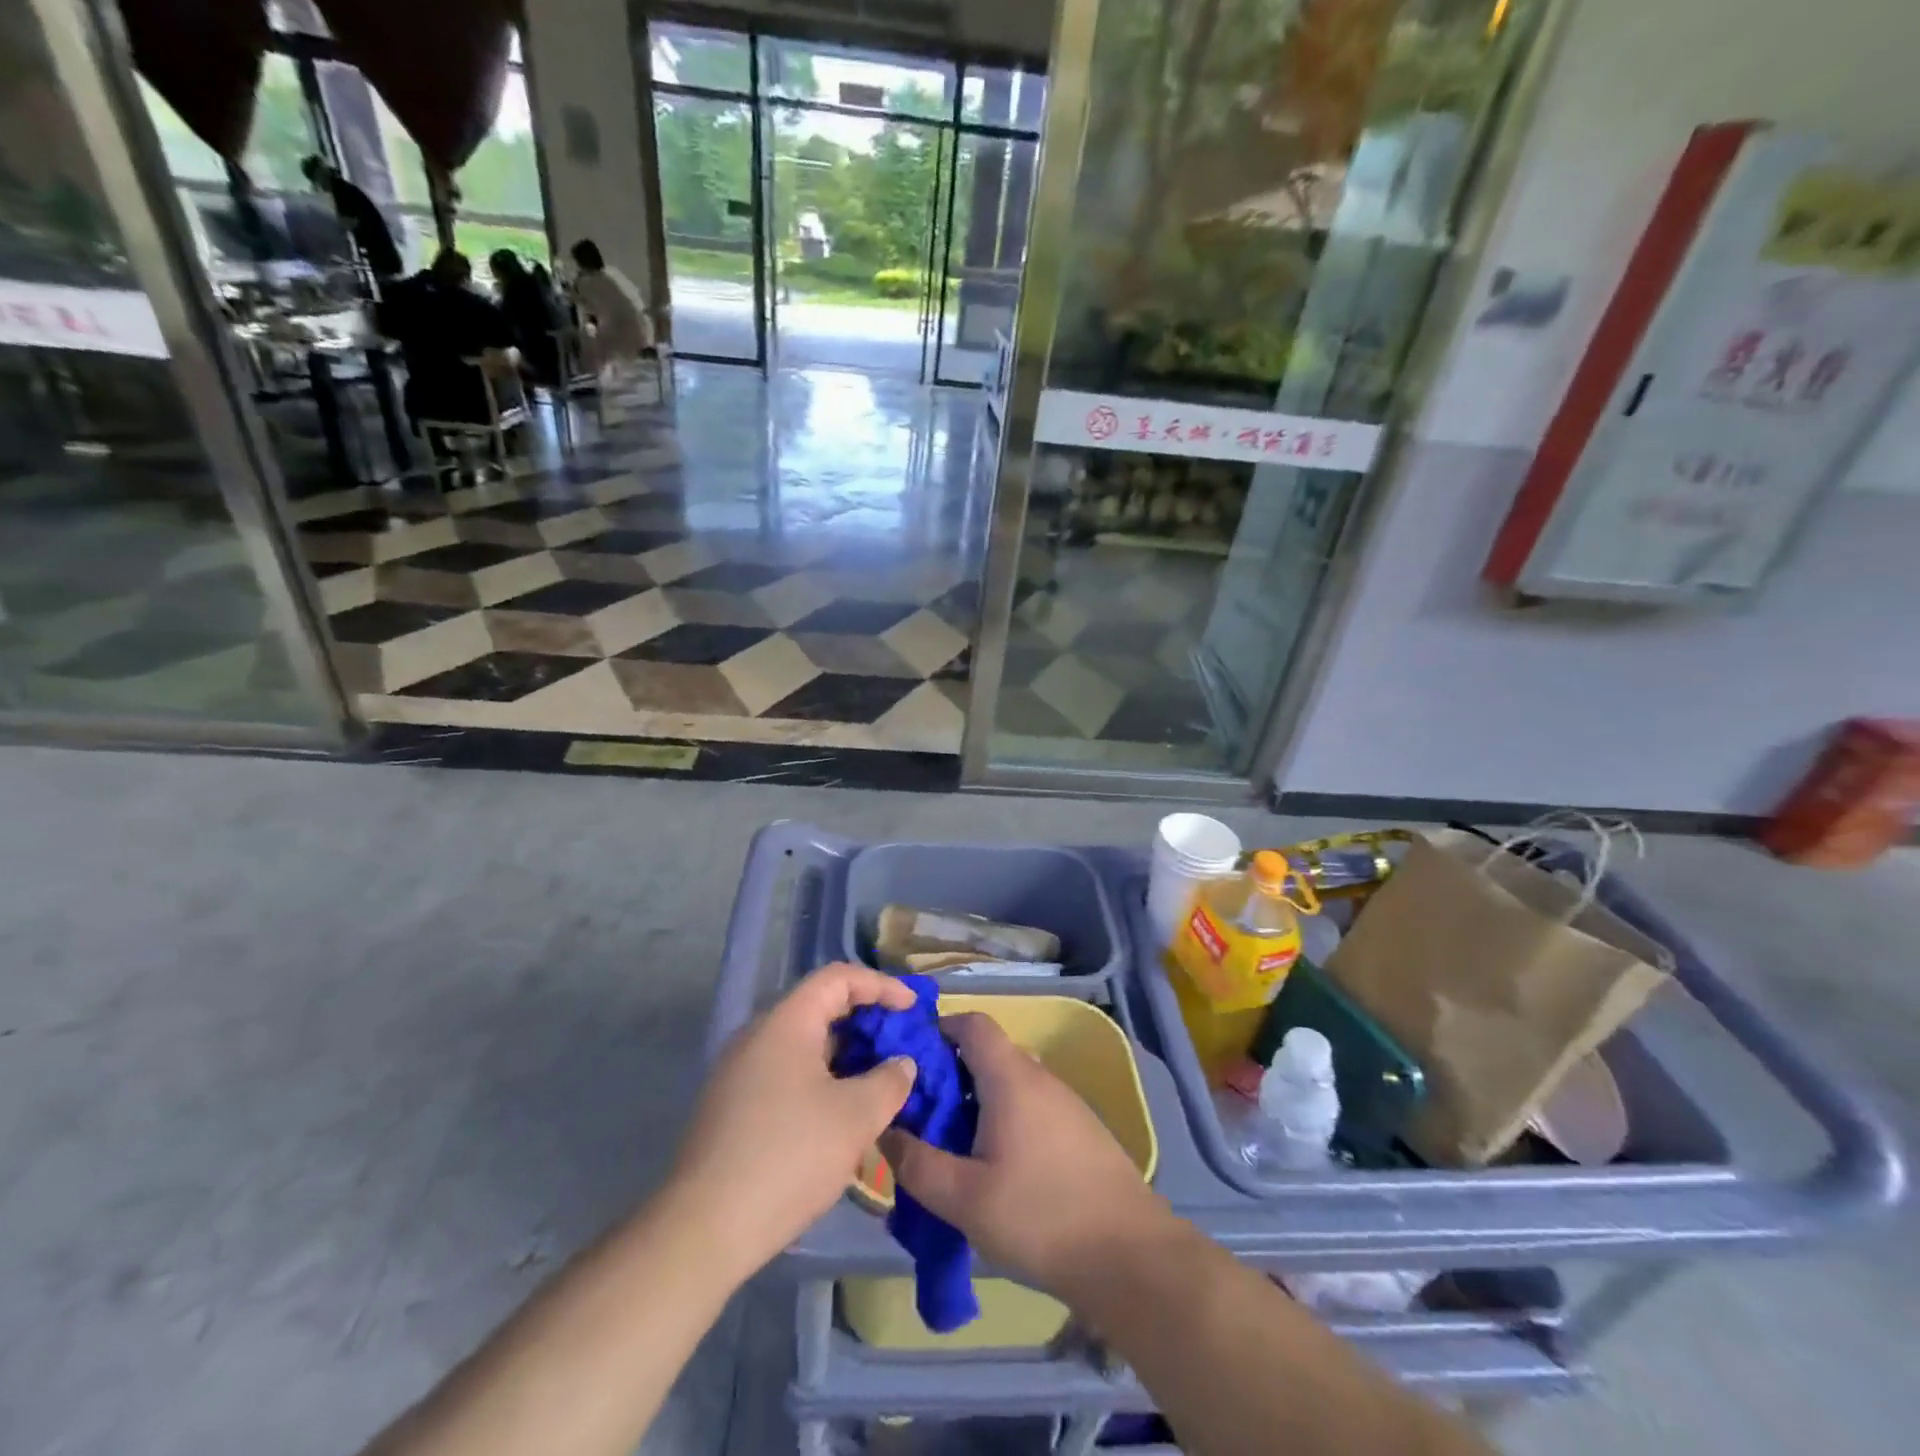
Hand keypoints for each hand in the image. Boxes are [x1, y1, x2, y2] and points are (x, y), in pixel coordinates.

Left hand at [668, 964, 917, 1279]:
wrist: (703, 1229)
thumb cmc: (788, 1157)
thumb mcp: (855, 1118)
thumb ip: (889, 1081)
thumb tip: (901, 1064)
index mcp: (786, 1022)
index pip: (838, 978)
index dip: (880, 985)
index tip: (912, 1008)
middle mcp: (758, 1035)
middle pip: (819, 1007)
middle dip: (865, 1021)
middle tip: (898, 1045)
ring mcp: (739, 1071)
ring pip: (802, 1044)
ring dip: (844, 1055)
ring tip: (877, 1082)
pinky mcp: (731, 1106)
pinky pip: (785, 1072)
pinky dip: (820, 1078)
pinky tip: (839, 1115)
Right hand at [880, 1013, 1172, 1299]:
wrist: (1130, 1256)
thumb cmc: (1041, 1216)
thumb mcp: (964, 1198)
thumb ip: (917, 1164)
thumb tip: (885, 1132)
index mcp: (1011, 1077)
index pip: (972, 1023)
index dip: (938, 1030)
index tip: (909, 1063)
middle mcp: (1040, 1077)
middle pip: (988, 1055)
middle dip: (949, 1077)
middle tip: (921, 1117)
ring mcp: (1065, 1103)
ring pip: (1009, 1085)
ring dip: (976, 1104)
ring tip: (951, 1149)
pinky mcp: (1080, 1131)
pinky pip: (1030, 1108)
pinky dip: (1003, 1121)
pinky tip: (994, 1169)